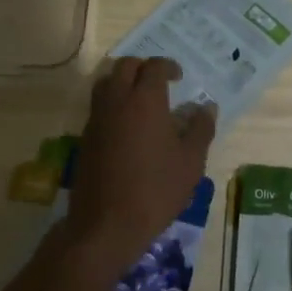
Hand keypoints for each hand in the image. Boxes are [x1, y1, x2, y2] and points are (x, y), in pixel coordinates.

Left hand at [64, 58, 216, 272]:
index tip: (179, 77)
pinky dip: (113, 103)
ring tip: (141, 99)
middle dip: (143, 67)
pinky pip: (99, 106)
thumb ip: (200, 129)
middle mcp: (117, 100)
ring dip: (123, 81)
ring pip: (106, 82)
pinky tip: (128, 125)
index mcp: (145, 100)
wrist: (106, 224)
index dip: (168, 66)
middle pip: (125, 66)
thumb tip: (206, 107)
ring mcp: (97, 118)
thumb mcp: (190, 162)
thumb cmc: (156, 190)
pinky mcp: (85, 137)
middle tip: (159, 81)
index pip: (154, 67)